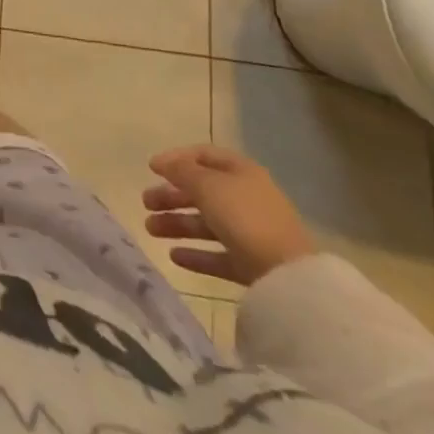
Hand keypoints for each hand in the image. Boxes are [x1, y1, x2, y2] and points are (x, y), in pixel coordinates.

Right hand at [142, 144, 315, 285]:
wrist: (287, 276)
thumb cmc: (244, 217)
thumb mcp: (207, 185)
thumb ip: (182, 171)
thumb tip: (162, 162)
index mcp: (240, 171)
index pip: (203, 156)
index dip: (176, 159)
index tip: (151, 168)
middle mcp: (245, 198)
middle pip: (202, 191)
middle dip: (171, 196)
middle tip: (146, 202)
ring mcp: (250, 233)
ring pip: (206, 223)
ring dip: (177, 224)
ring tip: (150, 229)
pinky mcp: (251, 265)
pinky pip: (217, 254)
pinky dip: (195, 253)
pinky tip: (173, 256)